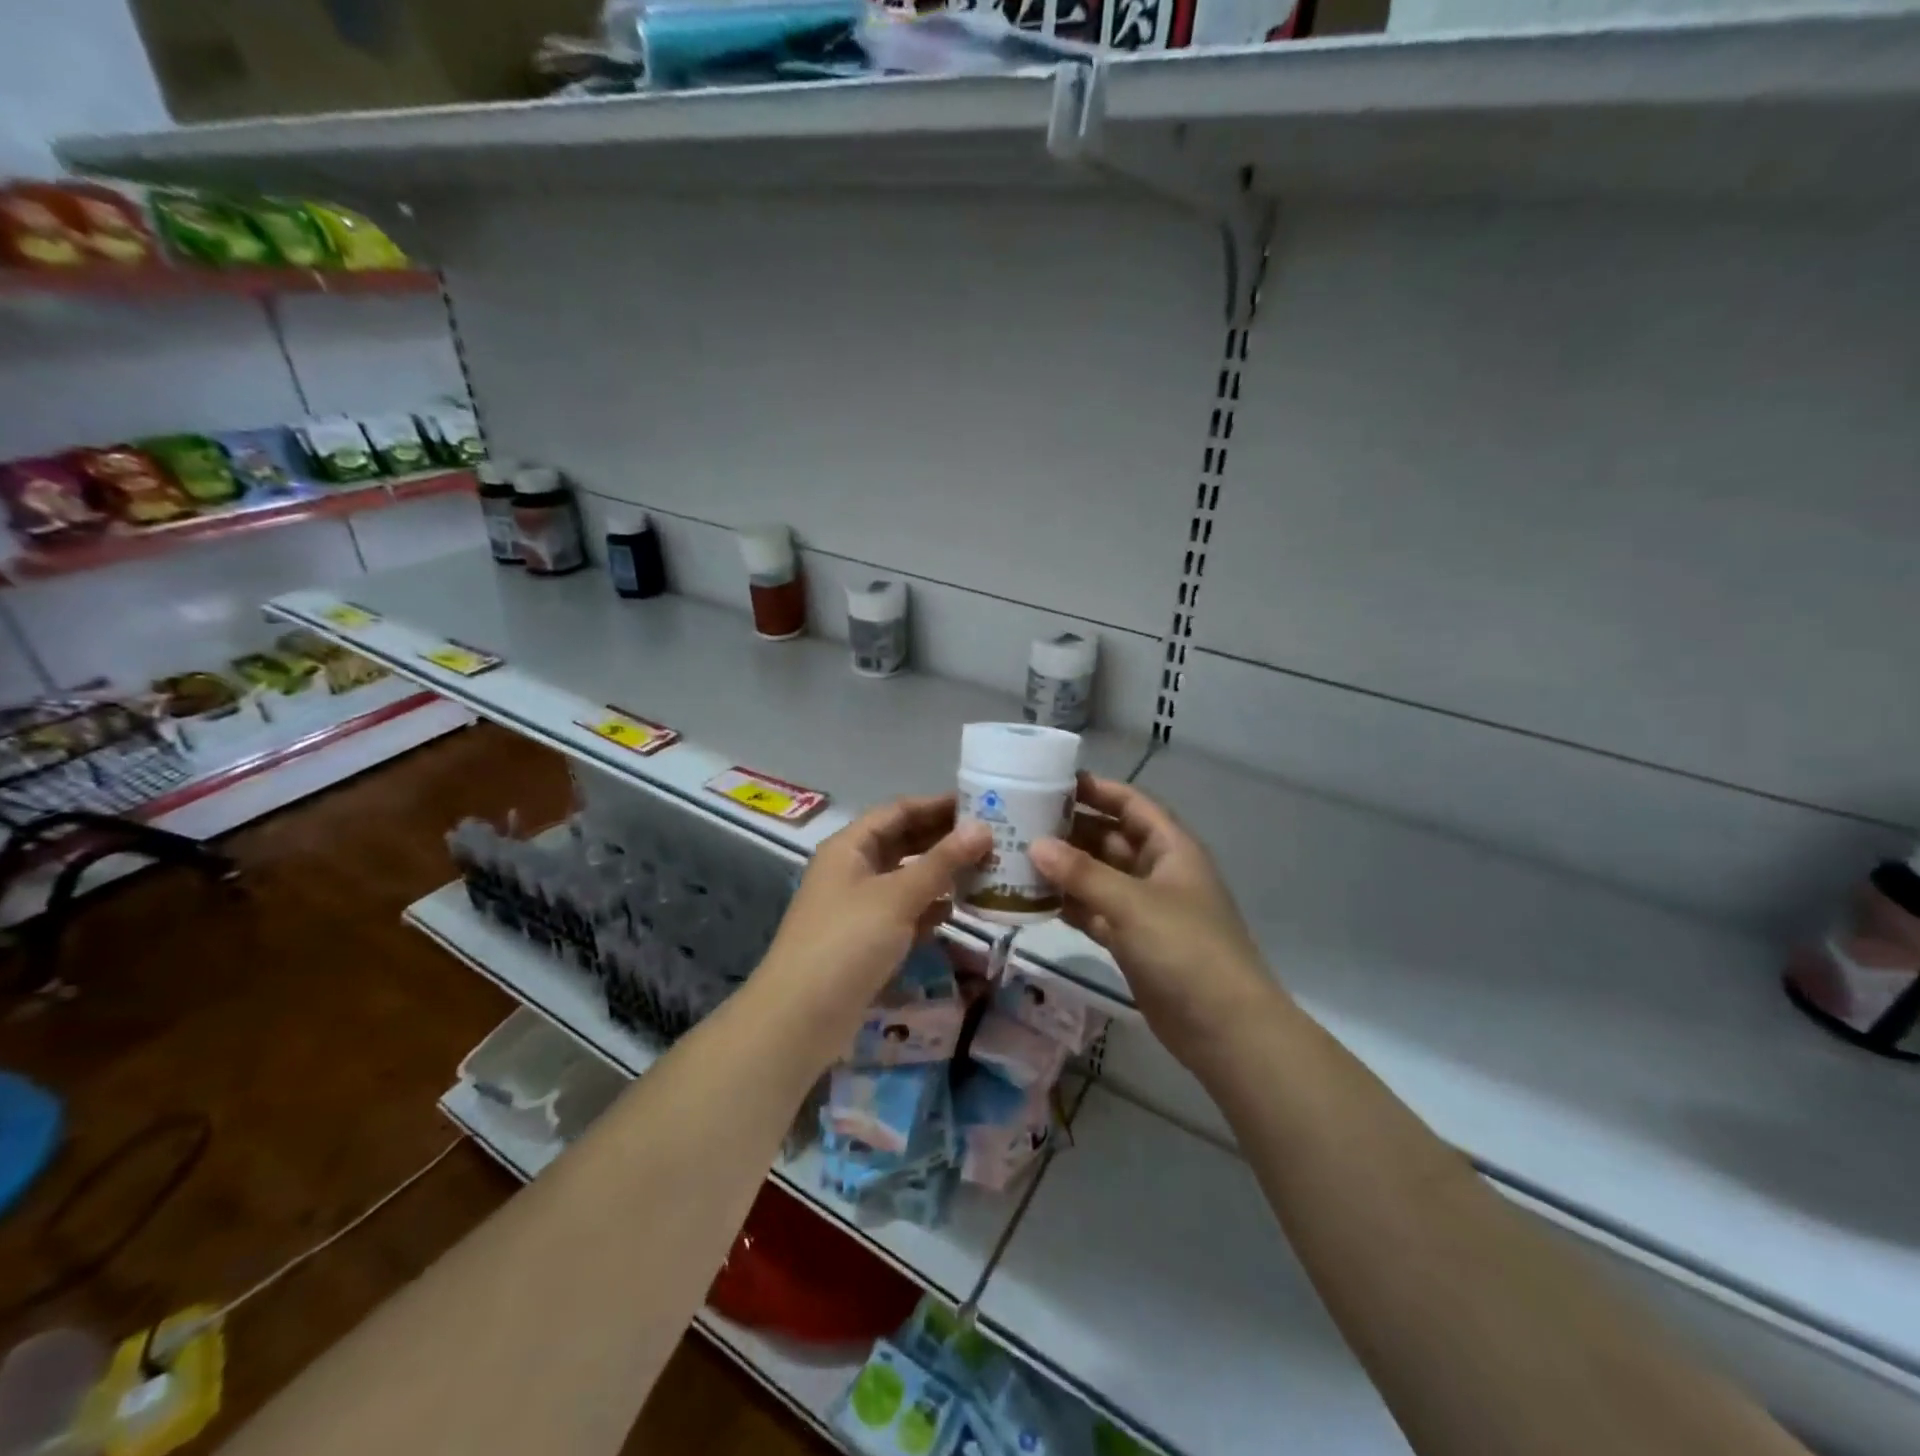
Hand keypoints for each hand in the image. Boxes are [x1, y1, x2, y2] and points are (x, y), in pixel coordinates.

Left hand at [757, 794, 990, 1047]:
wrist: (801, 1018)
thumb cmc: (847, 943)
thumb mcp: (897, 897)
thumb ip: (942, 862)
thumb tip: (983, 828)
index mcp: (850, 847)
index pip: (899, 811)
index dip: (938, 805)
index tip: (981, 803)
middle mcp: (853, 869)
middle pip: (903, 842)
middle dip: (944, 839)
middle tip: (993, 838)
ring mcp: (858, 906)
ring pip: (906, 878)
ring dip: (941, 874)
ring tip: (985, 870)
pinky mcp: (866, 940)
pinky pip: (904, 912)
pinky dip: (928, 909)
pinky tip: (956, 911)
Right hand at [1030, 774, 1279, 1064]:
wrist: (1224, 1029)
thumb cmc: (1186, 950)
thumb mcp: (1133, 904)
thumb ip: (1082, 873)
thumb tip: (1035, 844)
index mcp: (1171, 849)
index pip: (1132, 804)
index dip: (1097, 790)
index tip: (1052, 782)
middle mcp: (1158, 872)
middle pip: (1110, 839)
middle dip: (1071, 830)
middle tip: (1021, 821)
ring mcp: (1145, 909)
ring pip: (1099, 877)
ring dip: (1065, 869)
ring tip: (1017, 855)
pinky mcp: (1132, 942)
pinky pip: (1095, 911)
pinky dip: (1069, 904)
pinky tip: (1033, 898)